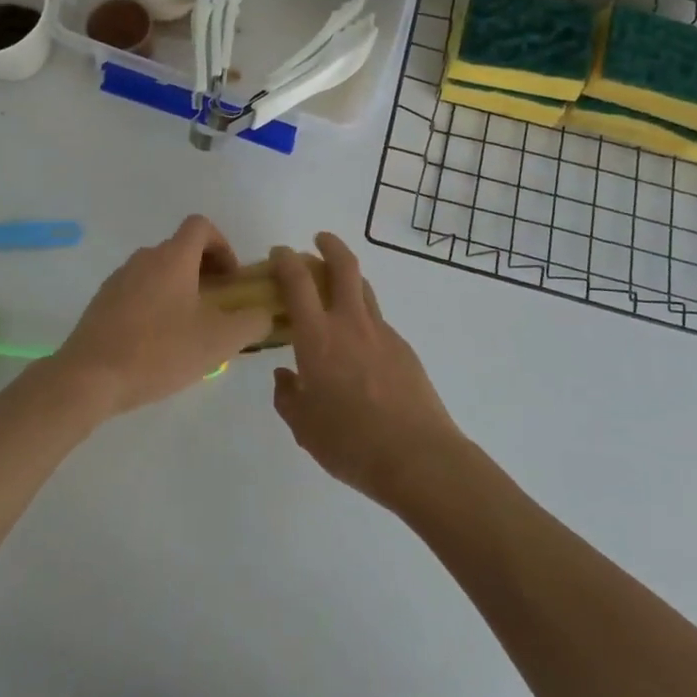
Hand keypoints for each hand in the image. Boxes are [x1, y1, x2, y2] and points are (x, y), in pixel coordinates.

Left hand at [53, 215, 271, 417]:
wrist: (88, 378)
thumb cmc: (158, 352)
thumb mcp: (218, 341)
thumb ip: (251, 322)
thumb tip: (263, 313)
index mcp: (173, 257)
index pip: (201, 226)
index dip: (222, 245)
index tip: (231, 279)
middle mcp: (145, 258)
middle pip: (181, 249)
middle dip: (204, 271)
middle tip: (216, 308)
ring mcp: (119, 278)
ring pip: (159, 271)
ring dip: (180, 289)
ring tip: (188, 329)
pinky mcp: (102, 301)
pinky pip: (138, 291)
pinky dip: (155, 304)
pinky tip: (156, 343)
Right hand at [270, 233, 463, 508]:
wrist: (418, 457)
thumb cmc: (350, 442)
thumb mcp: (304, 426)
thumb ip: (288, 396)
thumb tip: (285, 375)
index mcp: (317, 337)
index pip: (297, 281)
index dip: (285, 260)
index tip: (278, 253)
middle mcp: (350, 323)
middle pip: (343, 265)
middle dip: (329, 245)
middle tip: (319, 240)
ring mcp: (382, 333)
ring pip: (365, 288)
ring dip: (349, 277)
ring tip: (337, 287)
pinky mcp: (404, 349)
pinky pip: (378, 322)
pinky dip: (364, 319)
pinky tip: (360, 347)